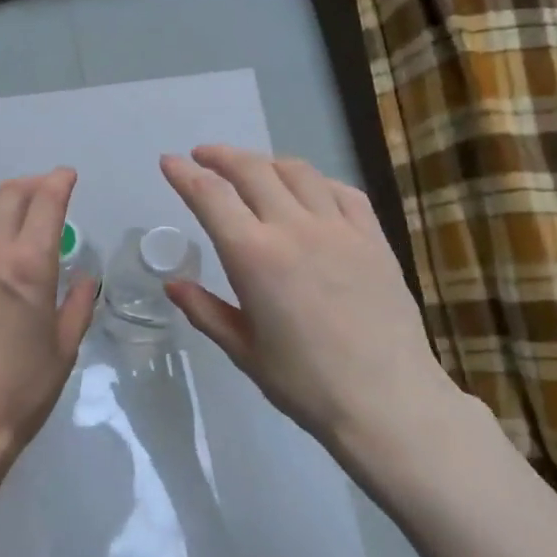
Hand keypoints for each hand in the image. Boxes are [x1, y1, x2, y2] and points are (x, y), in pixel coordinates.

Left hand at [0, 168, 96, 496]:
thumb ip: (77, 306)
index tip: (67, 177)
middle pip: (7, 193)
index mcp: (29, 264)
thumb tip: (85, 279)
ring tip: (6, 214)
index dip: (59, 181)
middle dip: (30, 184)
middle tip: (43, 193)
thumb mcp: (63, 349)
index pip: (45, 201)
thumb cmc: (21, 389)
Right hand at [159, 146, 459, 458]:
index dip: (185, 174)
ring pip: (298, 172)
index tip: (169, 162)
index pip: (210, 197)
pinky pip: (342, 191)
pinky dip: (316, 181)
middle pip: (252, 171)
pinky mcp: (374, 238)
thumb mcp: (243, 350)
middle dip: (221, 156)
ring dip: (267, 162)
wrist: (387, 400)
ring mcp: (340, 228)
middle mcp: (294, 228)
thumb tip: (173, 284)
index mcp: (254, 256)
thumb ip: (205, 310)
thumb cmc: (304, 383)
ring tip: (252, 169)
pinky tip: (310, 191)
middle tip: (204, 156)